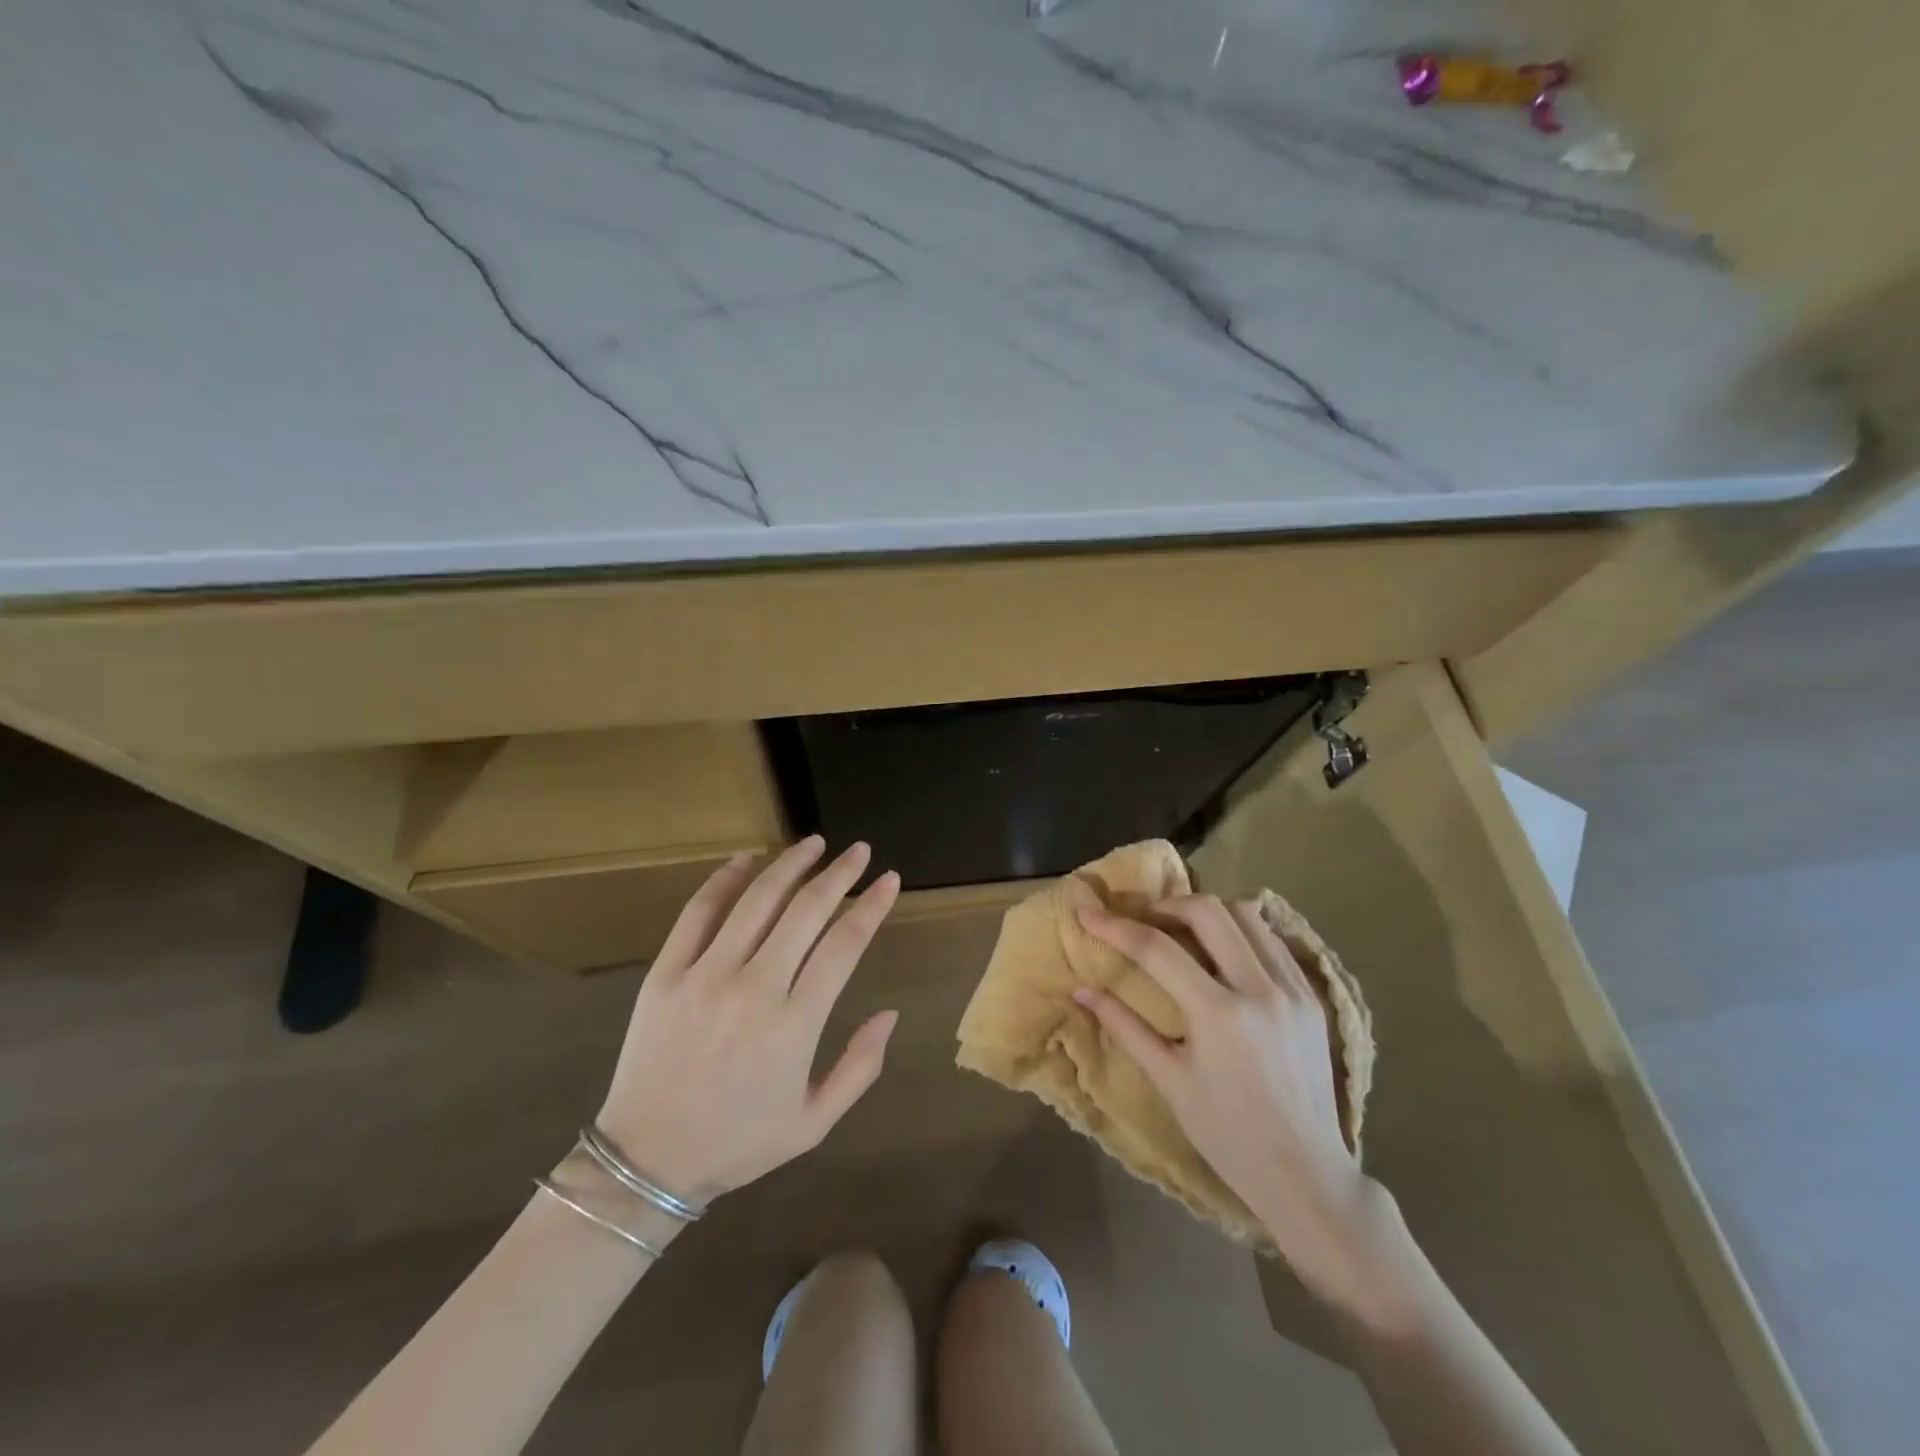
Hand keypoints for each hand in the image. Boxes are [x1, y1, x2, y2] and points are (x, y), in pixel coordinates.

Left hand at [593, 837, 900, 1206]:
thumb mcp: (814, 1122)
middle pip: (806, 911)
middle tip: (859, 851)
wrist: (646, 1160)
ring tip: (814, 844)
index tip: (890, 879)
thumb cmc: (738, 1142)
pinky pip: (698, 912)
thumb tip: (891, 1013)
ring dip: (790, 865)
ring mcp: (706, 975)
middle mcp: (755, 988)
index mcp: (795, 1024)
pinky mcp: (666, 972)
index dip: (873, 905)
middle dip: (840, 874)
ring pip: (757, 901)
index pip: (845, 944)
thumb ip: (860, 1067)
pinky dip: (724, 879)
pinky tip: (746, 858)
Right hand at [1075, 896, 1413, 1325]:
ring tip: (1183, 928)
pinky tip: (1224, 948)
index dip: (1116, 927)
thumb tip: (1081, 990)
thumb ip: (1125, 1027)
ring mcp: (1293, 990)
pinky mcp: (1313, 997)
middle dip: (1167, 905)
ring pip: (1247, 915)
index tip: (1088, 914)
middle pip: (1208, 912)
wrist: (1306, 1176)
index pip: (1157, 949)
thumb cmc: (1228, 1136)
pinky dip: (1242, 930)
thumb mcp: (1169, 1081)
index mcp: (1219, 1015)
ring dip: (1208, 912)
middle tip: (1144, 919)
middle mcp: (1260, 990)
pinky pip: (1274, 940)